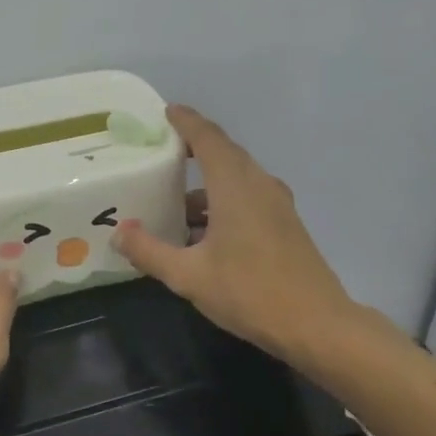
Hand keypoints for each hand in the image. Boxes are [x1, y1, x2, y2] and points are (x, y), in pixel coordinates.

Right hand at [113, 105, 391, 374]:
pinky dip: (222, 202)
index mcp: (235, 186)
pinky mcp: (285, 224)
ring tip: (173, 204)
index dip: (186, 121)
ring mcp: (276, 204)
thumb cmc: (249, 292)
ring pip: (236, 179)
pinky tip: (202, 232)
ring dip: (206, 184)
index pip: (208, 138)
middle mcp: (259, 185)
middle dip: (193, 149)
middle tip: (160, 154)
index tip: (166, 112)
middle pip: (224, 154)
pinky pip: (247, 197)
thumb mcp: (188, 276)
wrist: (316, 324)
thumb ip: (150, 251)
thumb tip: (119, 232)